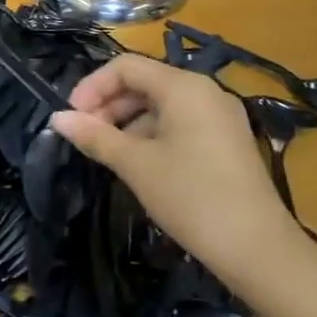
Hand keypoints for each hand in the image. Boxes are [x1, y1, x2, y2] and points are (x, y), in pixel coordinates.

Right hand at [51, 55, 303, 287]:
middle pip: (144, 82)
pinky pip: (180, 122)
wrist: (259, 250)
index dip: (92, 86)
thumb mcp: (135, 165)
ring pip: (161, 104)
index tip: (72, 118)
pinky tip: (138, 163)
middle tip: (85, 136)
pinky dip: (152, 134)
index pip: (125, 66)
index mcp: (184, 87)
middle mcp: (205, 91)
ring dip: (127, 121)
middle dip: (108, 104)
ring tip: (107, 153)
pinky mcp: (227, 141)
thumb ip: (95, 136)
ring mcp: (220, 116)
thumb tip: (57, 118)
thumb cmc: (191, 196)